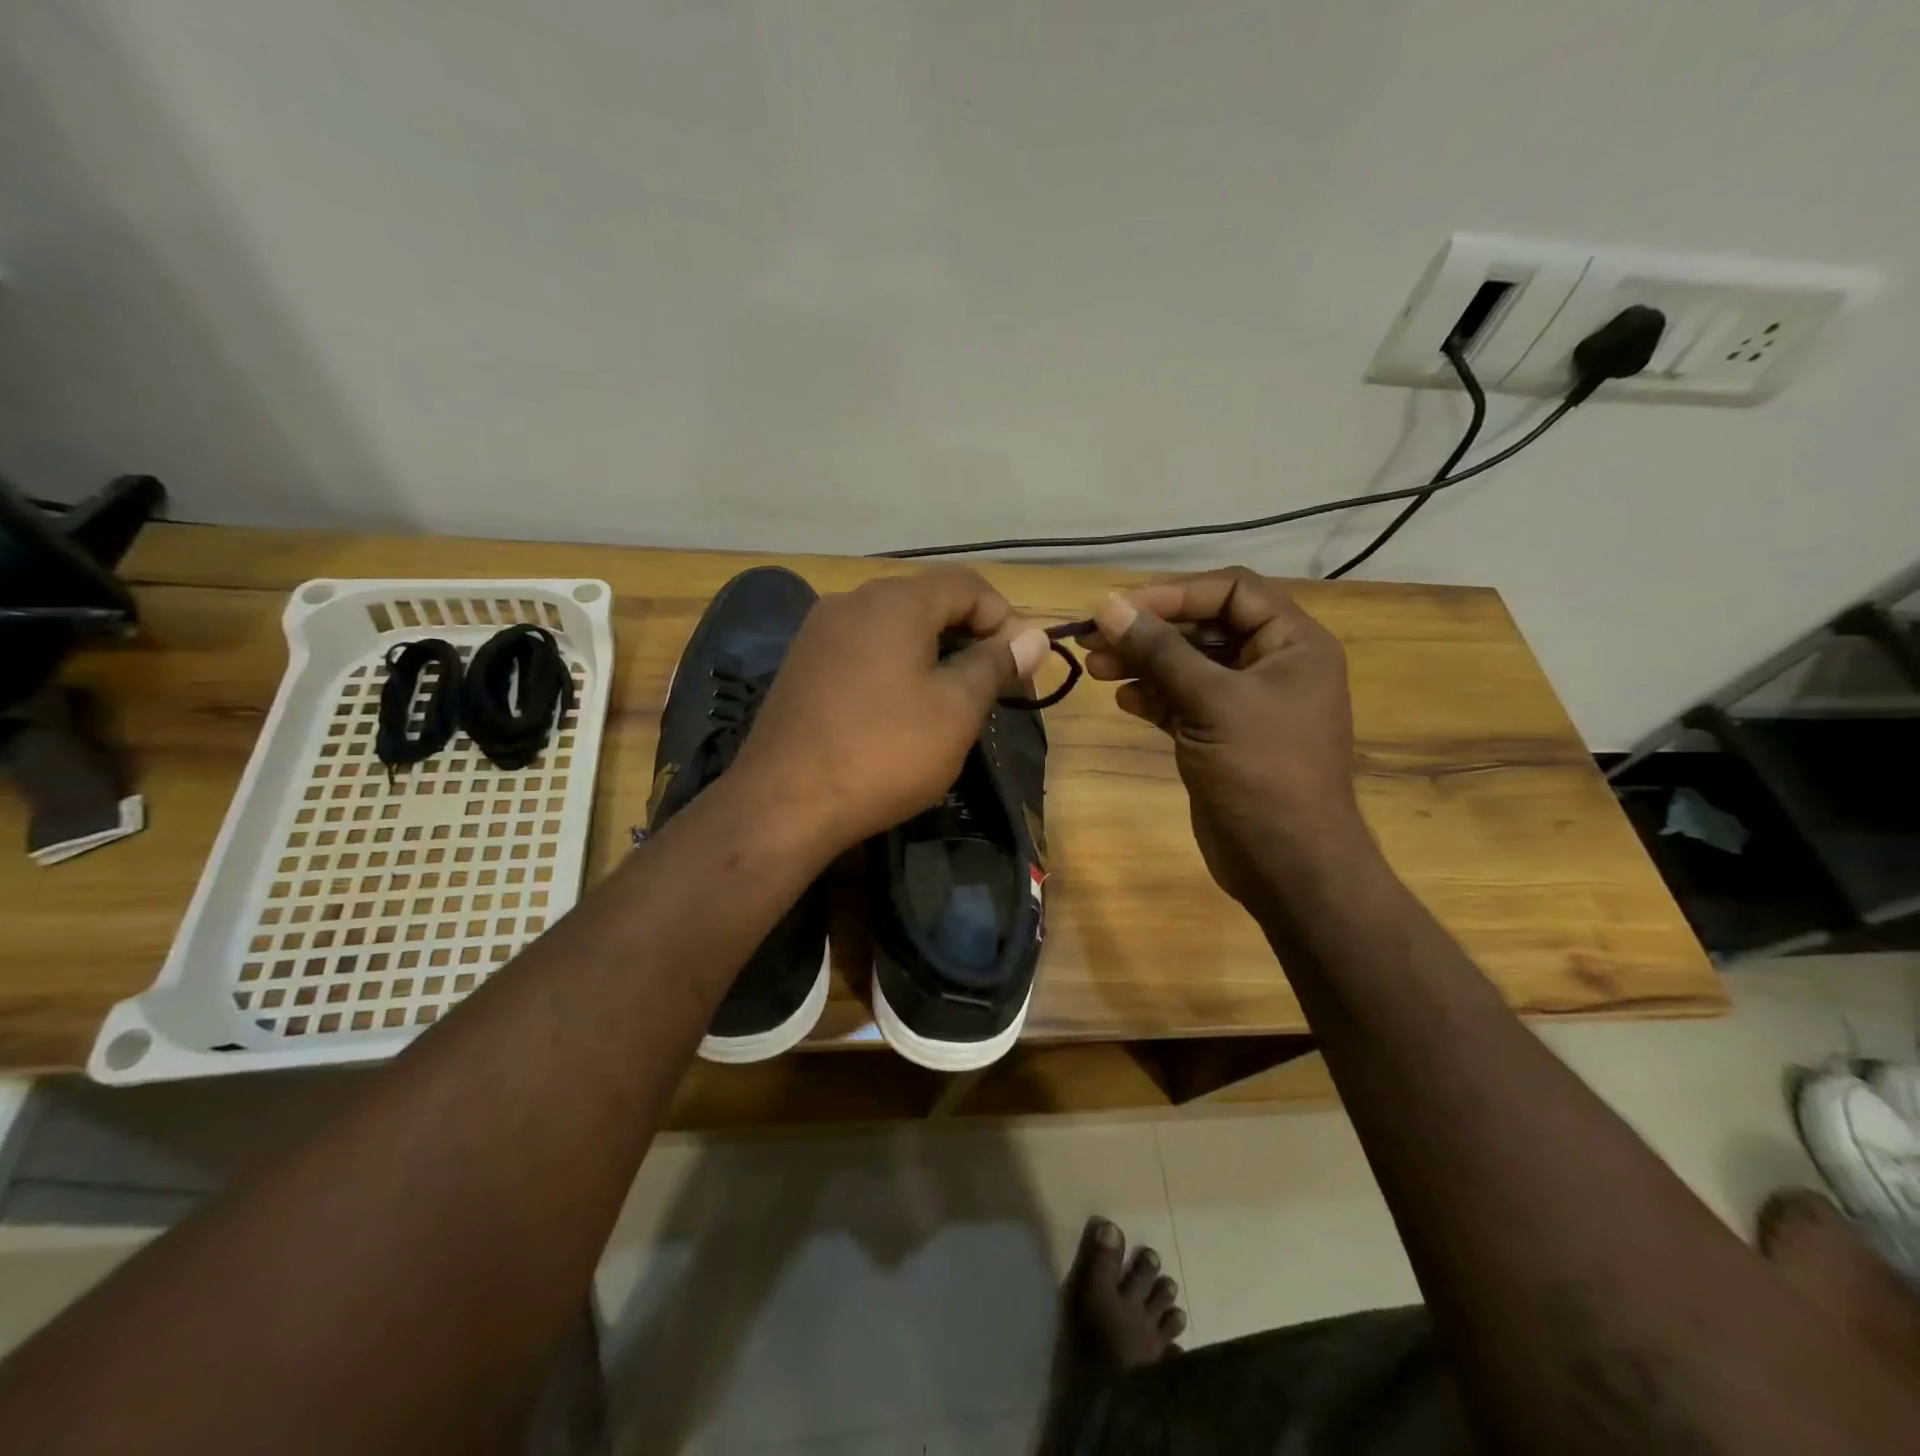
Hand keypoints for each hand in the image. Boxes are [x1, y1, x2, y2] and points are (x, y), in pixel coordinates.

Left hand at [732, 567, 1049, 852]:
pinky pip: (863, 649)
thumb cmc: (884, 753)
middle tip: (994, 686)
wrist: (784, 804)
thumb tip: (1034, 637)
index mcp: (895, 600)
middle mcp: (852, 600)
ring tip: (952, 700)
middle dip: (970, 636)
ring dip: (933, 652)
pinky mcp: (801, 665)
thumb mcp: (955, 710)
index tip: (1022, 666)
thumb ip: (996, 664)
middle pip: (928, 601)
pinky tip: (901, 709)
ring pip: (894, 626)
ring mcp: (819, 632)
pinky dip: (895, 666)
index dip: (1005, 619)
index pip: (968, 585)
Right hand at [1082, 567, 1366, 904]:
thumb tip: (1107, 606)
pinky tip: (1122, 699)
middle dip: (1149, 631)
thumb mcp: (1211, 701)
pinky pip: (1182, 701)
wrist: (1287, 863)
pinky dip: (1152, 696)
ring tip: (1093, 667)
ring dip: (1142, 663)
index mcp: (1292, 643)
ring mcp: (1245, 703)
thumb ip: (1160, 651)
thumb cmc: (1262, 771)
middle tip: (1093, 637)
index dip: (1175, 593)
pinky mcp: (1220, 735)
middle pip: (1203, 627)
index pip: (1231, 590)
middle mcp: (1271, 664)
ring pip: (1187, 666)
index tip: (1120, 608)